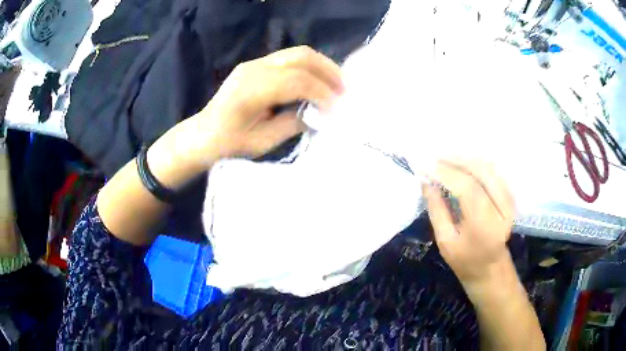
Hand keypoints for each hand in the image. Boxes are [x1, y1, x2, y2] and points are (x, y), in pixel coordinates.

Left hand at [189, 46, 343, 161]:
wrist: (202, 134)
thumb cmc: (227, 145)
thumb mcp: (262, 143)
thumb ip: (292, 124)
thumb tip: (319, 114)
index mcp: (251, 91)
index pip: (297, 81)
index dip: (322, 93)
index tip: (337, 109)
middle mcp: (254, 69)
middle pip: (301, 57)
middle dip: (328, 71)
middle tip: (345, 90)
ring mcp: (254, 63)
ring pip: (297, 53)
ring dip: (322, 66)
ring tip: (337, 84)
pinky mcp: (256, 65)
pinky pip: (289, 59)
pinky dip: (309, 68)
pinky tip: (318, 82)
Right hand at [423, 159, 514, 284]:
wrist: (491, 267)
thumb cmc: (465, 260)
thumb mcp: (445, 242)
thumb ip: (437, 211)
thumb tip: (426, 182)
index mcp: (485, 226)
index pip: (467, 188)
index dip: (446, 173)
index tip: (425, 166)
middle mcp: (502, 209)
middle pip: (481, 172)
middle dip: (457, 161)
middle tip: (435, 157)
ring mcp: (509, 202)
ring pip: (489, 169)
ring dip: (467, 159)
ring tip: (446, 158)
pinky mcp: (510, 197)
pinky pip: (494, 173)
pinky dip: (477, 164)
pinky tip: (463, 163)